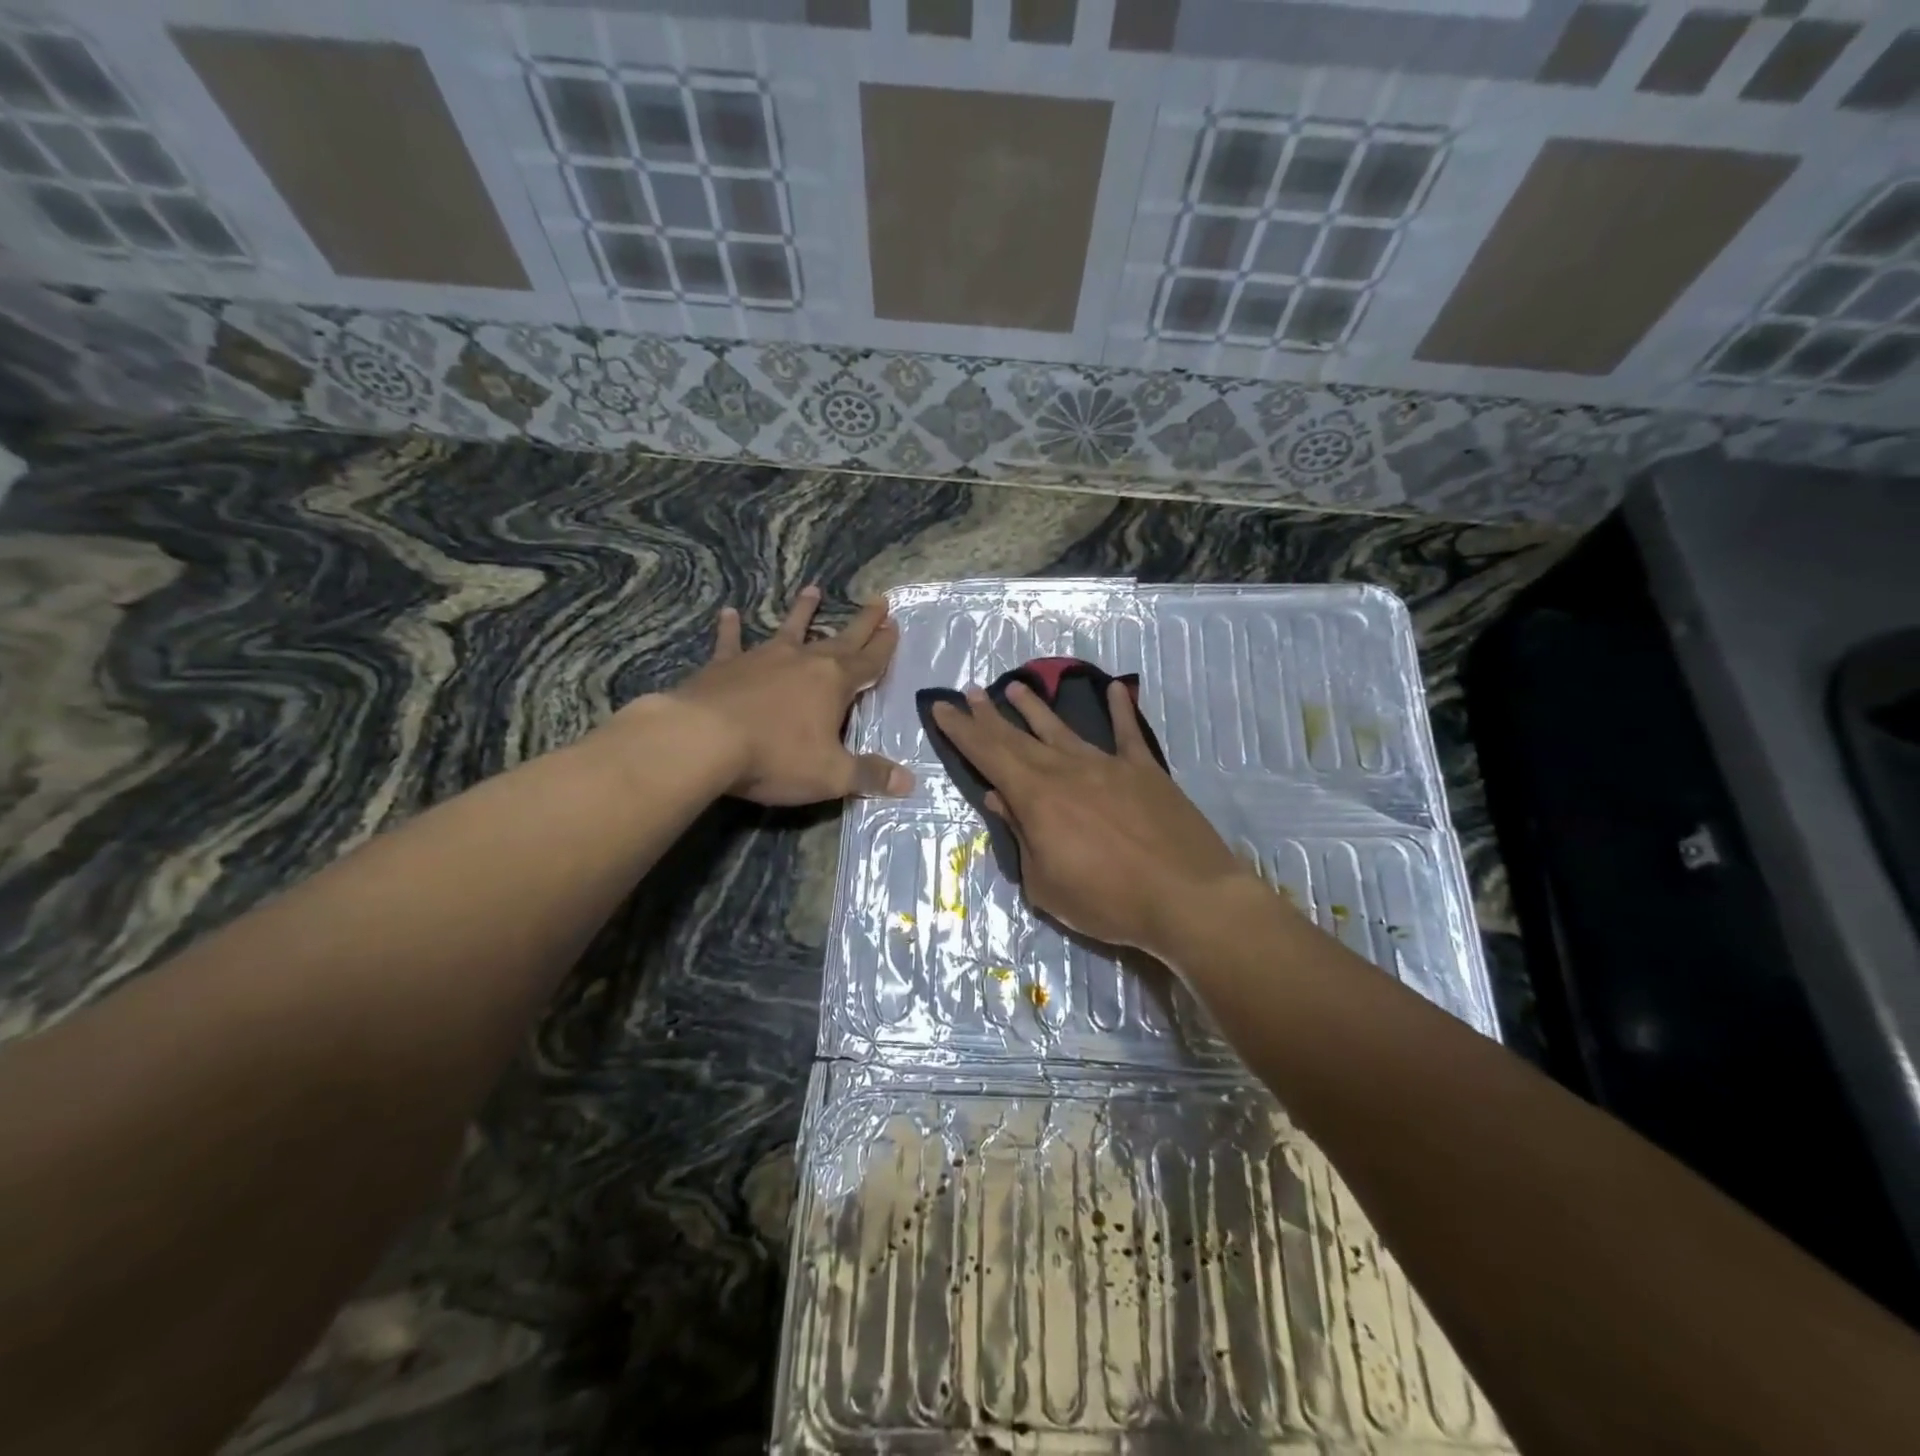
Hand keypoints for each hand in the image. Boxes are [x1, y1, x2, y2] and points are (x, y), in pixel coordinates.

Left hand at [661, 586, 912, 805]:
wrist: (703, 740)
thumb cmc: (775, 756)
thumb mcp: (831, 775)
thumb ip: (870, 775)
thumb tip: (909, 782)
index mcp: (833, 683)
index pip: (869, 661)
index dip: (884, 646)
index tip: (895, 624)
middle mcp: (802, 661)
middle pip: (840, 639)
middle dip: (862, 623)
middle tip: (878, 600)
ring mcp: (762, 659)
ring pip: (789, 629)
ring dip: (803, 612)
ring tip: (813, 590)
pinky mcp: (724, 666)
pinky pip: (731, 642)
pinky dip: (731, 628)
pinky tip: (729, 613)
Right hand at [929, 680, 1264, 958]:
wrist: (1186, 897)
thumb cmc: (1107, 901)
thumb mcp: (1046, 883)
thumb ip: (1021, 837)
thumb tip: (998, 799)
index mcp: (1036, 797)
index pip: (988, 755)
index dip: (962, 730)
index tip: (942, 706)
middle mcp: (1066, 769)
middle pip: (1018, 737)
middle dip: (990, 715)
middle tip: (970, 692)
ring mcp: (1108, 765)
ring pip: (1063, 729)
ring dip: (1036, 708)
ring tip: (1014, 687)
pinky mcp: (1145, 771)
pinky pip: (1128, 733)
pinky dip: (1119, 709)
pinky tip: (1114, 689)